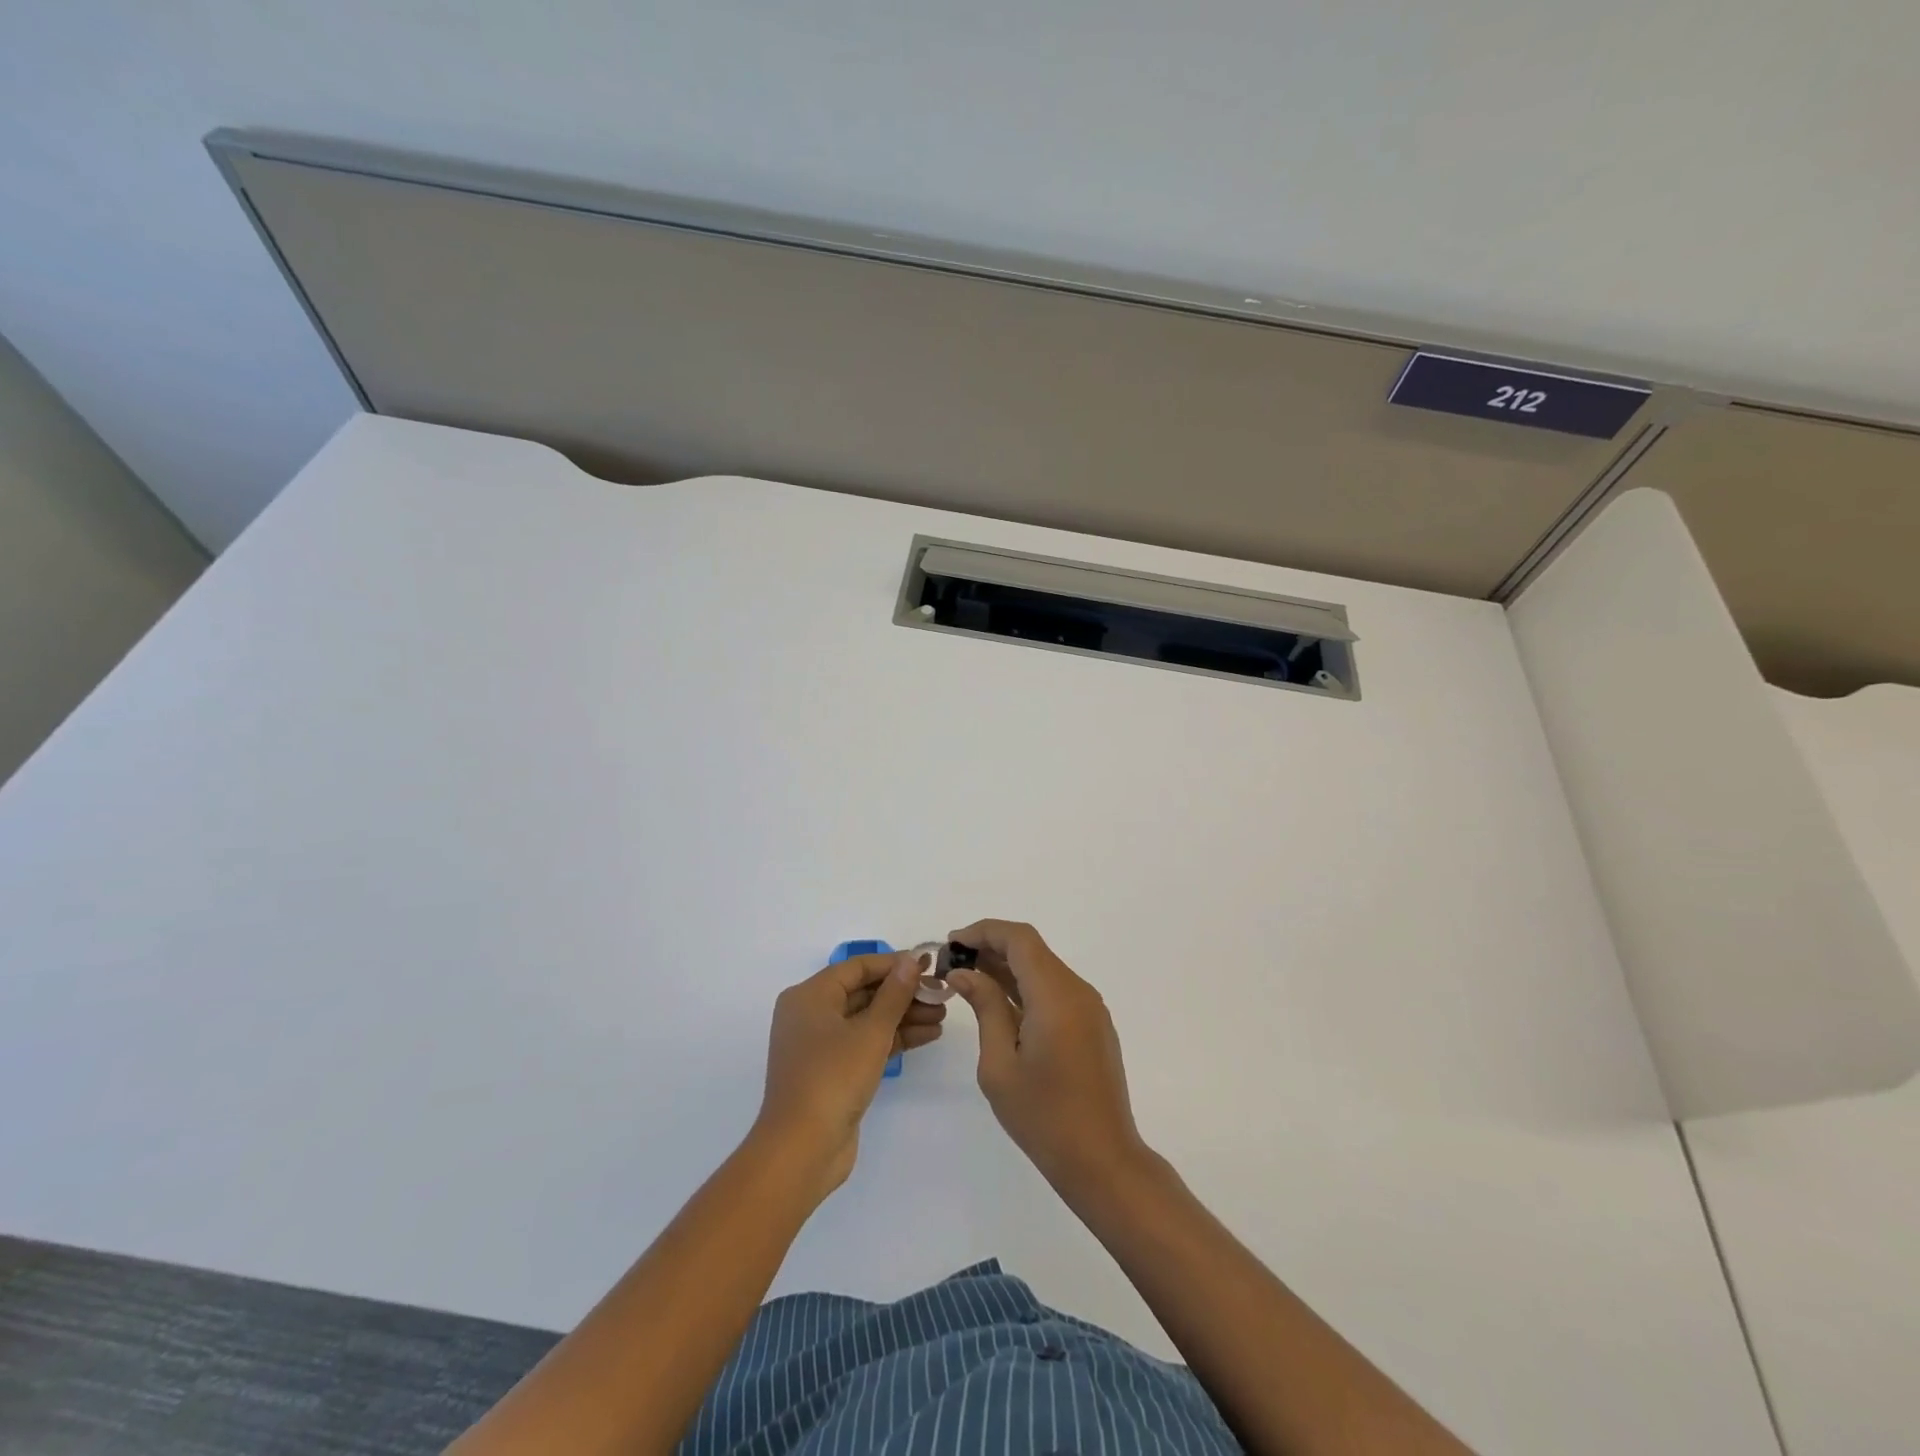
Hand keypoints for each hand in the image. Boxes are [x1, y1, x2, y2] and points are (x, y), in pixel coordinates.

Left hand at [754, 949, 946, 1195]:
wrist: (802, 1149)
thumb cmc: (833, 1077)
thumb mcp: (870, 1032)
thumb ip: (894, 994)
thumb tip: (910, 960)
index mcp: (810, 996)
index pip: (857, 967)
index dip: (894, 964)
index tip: (928, 964)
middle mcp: (812, 1015)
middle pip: (864, 992)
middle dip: (904, 994)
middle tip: (941, 994)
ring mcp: (821, 1045)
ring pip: (868, 1020)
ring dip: (904, 1017)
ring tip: (942, 1016)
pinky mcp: (833, 1072)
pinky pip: (866, 1043)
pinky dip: (894, 1039)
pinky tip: (928, 1035)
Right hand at [947, 920, 1150, 1198]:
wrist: (1103, 1161)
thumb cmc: (1044, 1117)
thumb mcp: (1000, 1064)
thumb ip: (985, 1008)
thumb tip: (965, 973)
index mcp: (1056, 995)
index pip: (1019, 939)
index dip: (983, 932)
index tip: (951, 943)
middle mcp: (1078, 991)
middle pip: (1032, 949)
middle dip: (991, 947)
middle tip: (952, 963)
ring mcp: (1089, 1007)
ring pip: (1043, 968)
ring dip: (1007, 966)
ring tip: (968, 979)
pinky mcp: (1092, 1024)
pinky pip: (1055, 989)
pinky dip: (1025, 985)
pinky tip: (999, 1002)